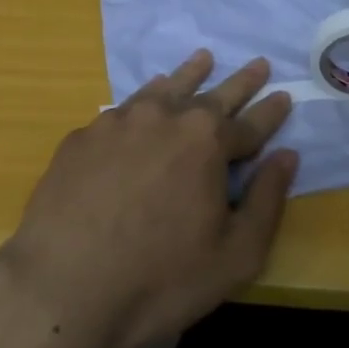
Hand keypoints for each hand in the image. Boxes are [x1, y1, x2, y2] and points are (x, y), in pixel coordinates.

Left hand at [0, 52, 297, 347]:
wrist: (61, 288)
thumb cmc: (160, 279)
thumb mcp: (234, 255)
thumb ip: (267, 201)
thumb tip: (287, 157)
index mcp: (207, 140)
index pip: (251, 123)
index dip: (271, 112)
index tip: (285, 95)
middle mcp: (164, 116)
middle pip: (211, 94)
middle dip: (240, 81)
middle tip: (258, 64)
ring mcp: (118, 121)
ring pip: (162, 89)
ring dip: (188, 75)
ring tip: (202, 59)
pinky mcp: (82, 137)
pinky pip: (121, 111)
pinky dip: (142, 102)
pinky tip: (140, 108)